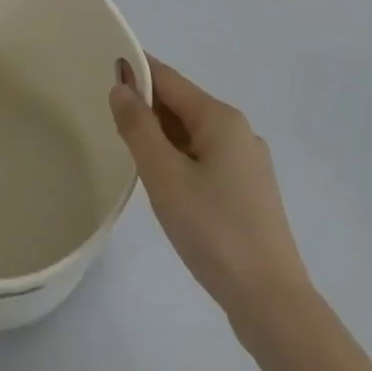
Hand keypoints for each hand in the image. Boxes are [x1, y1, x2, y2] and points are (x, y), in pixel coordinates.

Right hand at [110, 55, 309, 324]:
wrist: (270, 301)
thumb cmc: (212, 230)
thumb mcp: (163, 175)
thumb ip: (138, 127)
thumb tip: (120, 86)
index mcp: (220, 118)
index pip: (168, 79)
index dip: (135, 71)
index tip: (101, 70)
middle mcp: (238, 131)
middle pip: (181, 104)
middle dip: (145, 106)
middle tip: (105, 117)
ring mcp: (247, 163)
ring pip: (191, 134)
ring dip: (160, 135)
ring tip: (127, 150)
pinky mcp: (247, 191)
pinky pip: (203, 158)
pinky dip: (177, 158)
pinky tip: (161, 182)